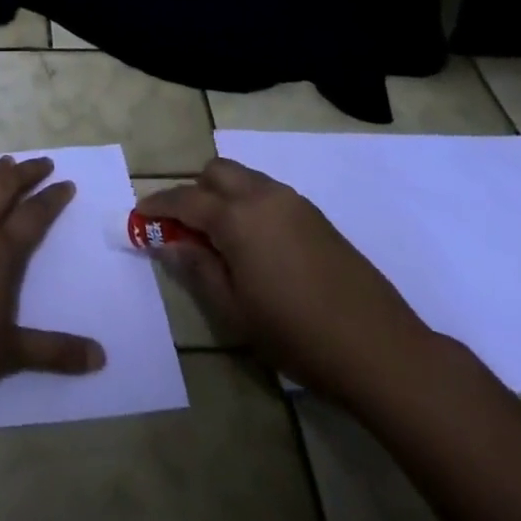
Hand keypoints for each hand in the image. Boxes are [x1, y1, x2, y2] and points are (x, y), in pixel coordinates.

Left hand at [0, 155, 105, 402]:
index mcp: (1, 252)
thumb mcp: (10, 354)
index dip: (52, 197)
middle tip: (41, 163)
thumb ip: (55, 351)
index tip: (66, 183)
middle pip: (4, 187)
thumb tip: (100, 358)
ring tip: (2, 163)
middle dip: (26, 172)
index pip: (34, 214)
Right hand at [139, 157, 435, 401]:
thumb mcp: (235, 310)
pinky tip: (254, 245)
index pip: (185, 199)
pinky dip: (248, 204)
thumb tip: (170, 242)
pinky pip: (268, 193)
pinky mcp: (315, 216)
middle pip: (216, 171)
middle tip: (184, 228)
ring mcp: (293, 202)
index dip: (158, 205)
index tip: (140, 216)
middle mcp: (263, 195)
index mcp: (237, 217)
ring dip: (222, 195)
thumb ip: (198, 269)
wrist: (380, 349)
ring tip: (219, 238)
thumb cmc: (296, 334)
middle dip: (193, 190)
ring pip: (244, 178)